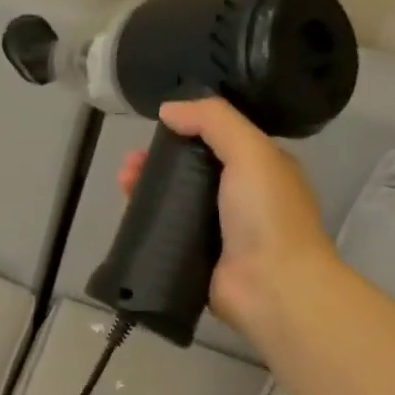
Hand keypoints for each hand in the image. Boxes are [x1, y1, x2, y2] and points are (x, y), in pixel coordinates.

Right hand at [117, 97, 335, 334]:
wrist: (271, 286)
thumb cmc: (266, 215)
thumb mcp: (250, 152)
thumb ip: (214, 121)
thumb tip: (168, 109)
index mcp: (261, 170)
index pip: (219, 141)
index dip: (186, 131)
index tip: (155, 131)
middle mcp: (240, 199)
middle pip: (191, 171)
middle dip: (158, 162)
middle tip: (129, 164)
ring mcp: (217, 232)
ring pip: (175, 202)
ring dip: (147, 190)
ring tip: (123, 184)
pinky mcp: (196, 258)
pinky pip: (166, 234)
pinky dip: (146, 223)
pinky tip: (127, 216)